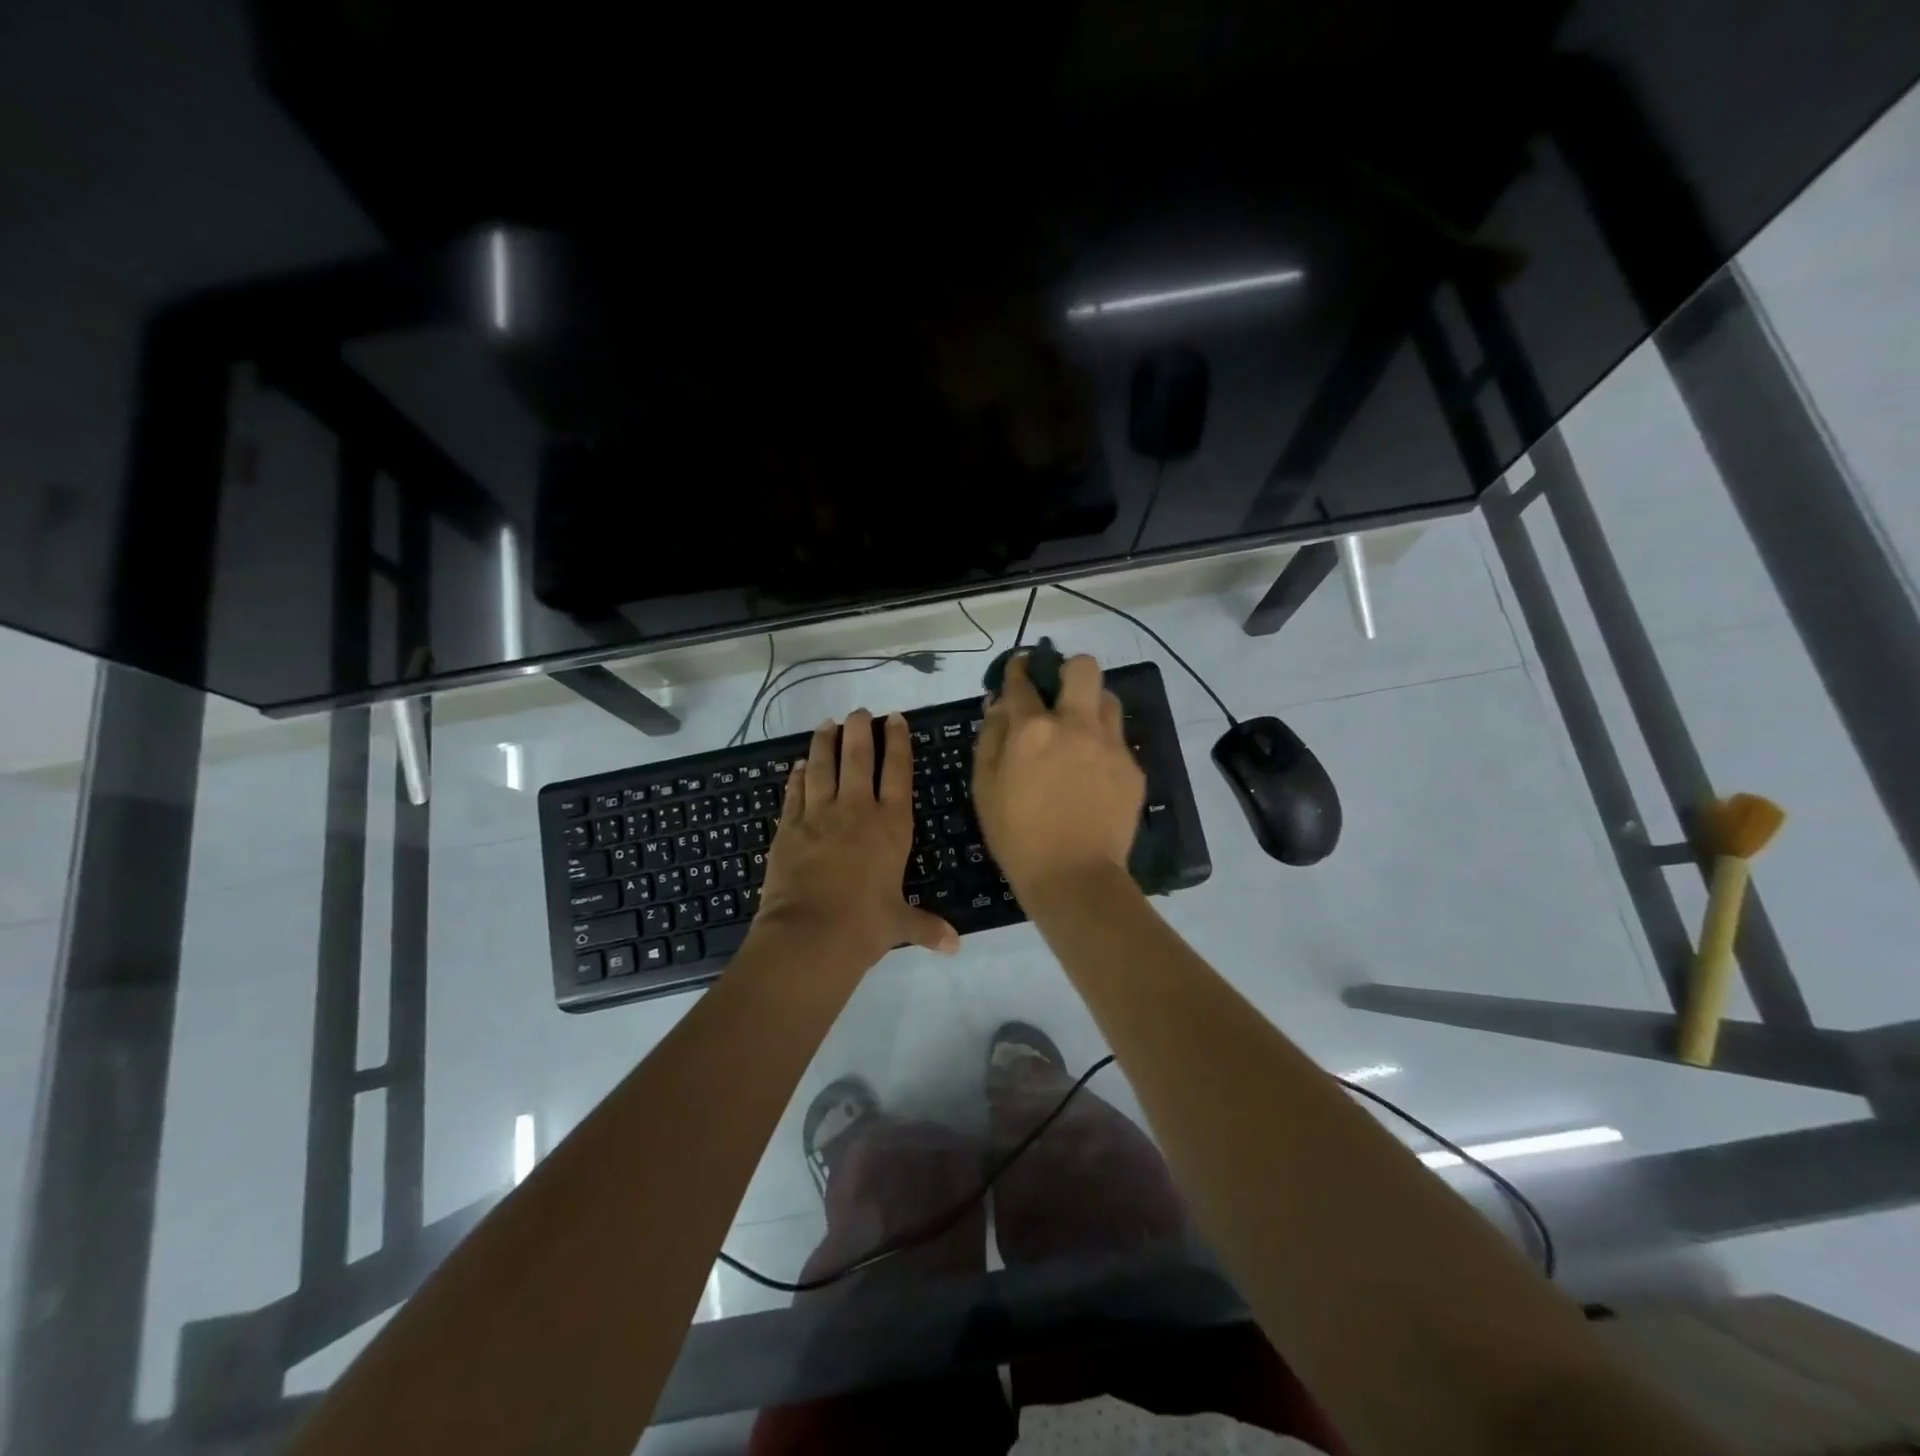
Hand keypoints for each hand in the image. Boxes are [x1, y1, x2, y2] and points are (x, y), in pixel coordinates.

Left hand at [754, 709, 959, 970]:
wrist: (809, 935)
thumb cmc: (865, 926)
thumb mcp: (900, 923)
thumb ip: (927, 926)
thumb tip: (955, 946)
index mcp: (891, 826)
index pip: (898, 773)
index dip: (897, 743)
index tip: (894, 719)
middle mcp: (856, 811)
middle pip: (858, 759)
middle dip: (859, 731)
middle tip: (859, 712)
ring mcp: (818, 816)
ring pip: (822, 767)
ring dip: (824, 743)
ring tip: (826, 725)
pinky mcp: (788, 828)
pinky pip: (794, 793)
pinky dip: (797, 776)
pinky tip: (798, 765)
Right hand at [972, 653, 1143, 903]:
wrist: (1074, 878)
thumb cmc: (1017, 837)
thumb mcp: (985, 788)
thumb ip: (990, 738)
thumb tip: (998, 706)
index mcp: (1033, 729)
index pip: (1023, 681)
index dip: (1018, 670)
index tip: (1018, 670)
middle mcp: (1076, 725)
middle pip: (1083, 667)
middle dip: (1068, 670)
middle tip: (1058, 694)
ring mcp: (1110, 745)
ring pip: (1108, 699)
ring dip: (1091, 705)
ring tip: (1079, 733)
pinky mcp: (1132, 768)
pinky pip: (1118, 740)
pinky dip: (1103, 745)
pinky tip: (1093, 774)